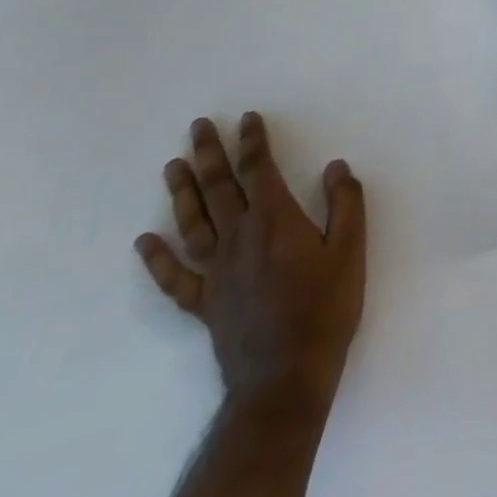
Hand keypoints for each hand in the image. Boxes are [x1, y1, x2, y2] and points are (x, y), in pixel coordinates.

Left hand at [136, 113, 365, 411]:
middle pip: (219, 188)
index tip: (248, 118)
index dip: (253, 142)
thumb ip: (345, 204)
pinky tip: (145, 241)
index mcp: (275, 220)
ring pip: (192, 222)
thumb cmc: (325, 309)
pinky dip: (157, 258)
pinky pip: (175, 277)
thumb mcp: (351, 251)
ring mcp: (216, 272)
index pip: (259, 169)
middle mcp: (239, 238)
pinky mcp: (205, 303)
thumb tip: (335, 167)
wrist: (285, 377)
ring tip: (173, 165)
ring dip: (181, 192)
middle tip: (199, 126)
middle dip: (209, 154)